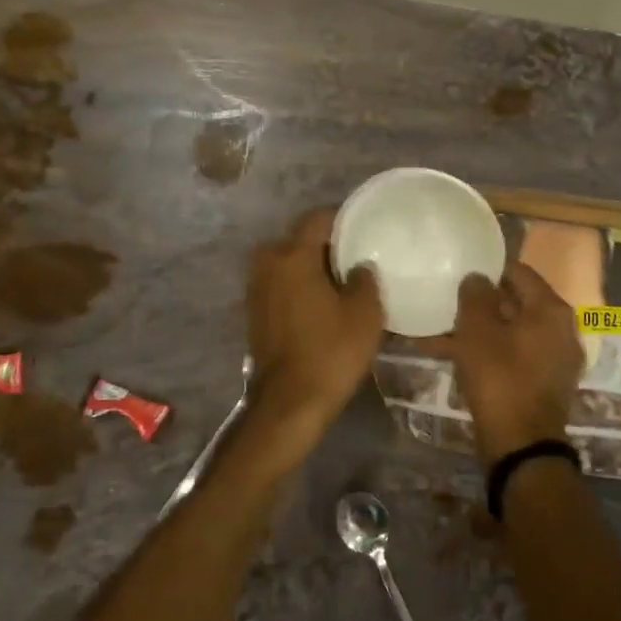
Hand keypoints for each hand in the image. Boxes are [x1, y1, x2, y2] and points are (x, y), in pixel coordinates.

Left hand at [246, 208, 384, 425]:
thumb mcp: (365, 313)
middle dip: (326, 246)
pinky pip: (281, 286)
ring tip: (341, 283)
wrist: (290, 402)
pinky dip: (299, 288)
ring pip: (288, 264)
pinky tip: (322, 304)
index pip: (317, 219)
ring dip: (311, 269)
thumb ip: (365, 279)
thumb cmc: (331, 351)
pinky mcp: (255, 313)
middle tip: (356, 259)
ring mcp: (257, 290)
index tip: (364, 228)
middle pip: (300, 240)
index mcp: (293, 256)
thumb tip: (359, 267)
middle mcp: (268, 265)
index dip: (342, 219)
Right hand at [444, 265, 583, 463]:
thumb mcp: (478, 331)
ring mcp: (555, 358)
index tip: (460, 273)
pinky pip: (513, 356)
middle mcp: (561, 329)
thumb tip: (477, 278)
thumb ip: (475, 296)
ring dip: (479, 331)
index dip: (487, 270)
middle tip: (448, 303)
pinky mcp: (543, 383)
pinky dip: (488, 352)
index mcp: (551, 309)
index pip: (518, 272)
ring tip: (440, 332)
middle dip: (480, 303)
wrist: (522, 446)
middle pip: (516, 303)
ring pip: (510, 332)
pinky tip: (454, 356)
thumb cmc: (500, 378)